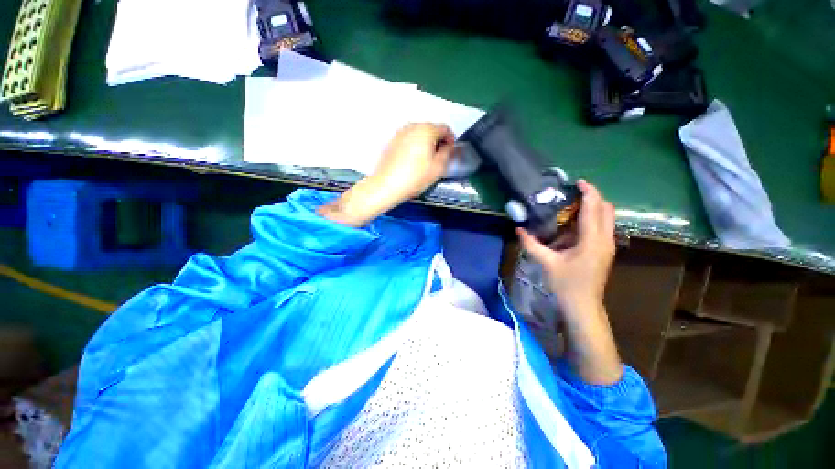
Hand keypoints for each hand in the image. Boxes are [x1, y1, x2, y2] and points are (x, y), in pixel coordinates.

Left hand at [319, 123, 454, 226]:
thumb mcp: (438, 168)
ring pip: (419, 134)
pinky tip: (413, 160)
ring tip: (426, 160)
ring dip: (426, 143)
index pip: (445, 128)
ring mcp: (400, 133)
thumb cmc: (414, 177)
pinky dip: (414, 145)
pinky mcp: (392, 141)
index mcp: (426, 130)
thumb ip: (447, 153)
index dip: (451, 139)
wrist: (386, 185)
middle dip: (438, 140)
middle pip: (431, 129)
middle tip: (439, 157)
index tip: (450, 152)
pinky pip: (408, 139)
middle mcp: (412, 126)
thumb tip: (447, 147)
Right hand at [517, 180, 621, 384]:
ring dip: (593, 208)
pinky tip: (573, 226)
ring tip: (571, 207)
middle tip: (573, 194)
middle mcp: (605, 240)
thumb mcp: (547, 263)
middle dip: (593, 197)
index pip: (594, 208)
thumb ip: (532, 244)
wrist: (584, 307)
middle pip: (607, 209)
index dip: (588, 192)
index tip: (577, 182)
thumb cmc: (567, 285)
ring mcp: (608, 246)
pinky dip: (592, 220)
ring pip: (607, 218)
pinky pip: (602, 228)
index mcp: (592, 240)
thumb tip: (518, 229)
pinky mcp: (605, 251)